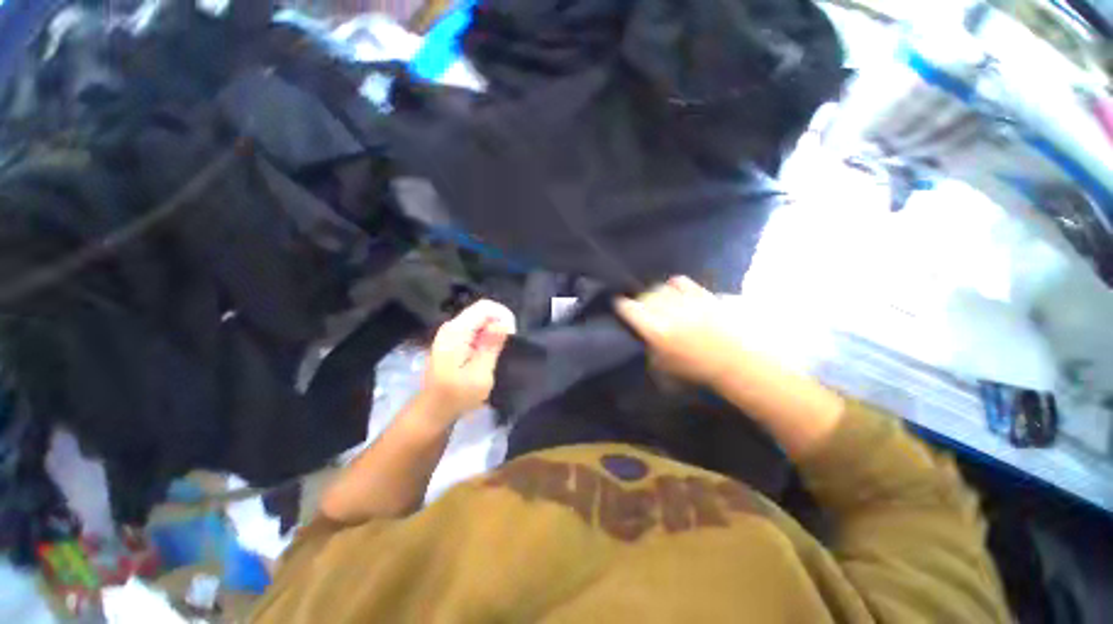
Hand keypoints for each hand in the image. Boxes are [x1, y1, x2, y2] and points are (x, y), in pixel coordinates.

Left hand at [418, 299, 516, 426]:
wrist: (434, 410)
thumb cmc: (457, 396)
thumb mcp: (480, 374)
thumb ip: (491, 345)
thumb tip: (503, 322)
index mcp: (457, 331)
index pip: (485, 307)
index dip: (503, 315)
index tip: (512, 335)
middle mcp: (452, 326)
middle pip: (483, 310)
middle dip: (500, 322)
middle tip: (508, 345)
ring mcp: (451, 332)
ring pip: (480, 318)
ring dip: (495, 330)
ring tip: (500, 350)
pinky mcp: (453, 340)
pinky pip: (475, 328)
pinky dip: (487, 335)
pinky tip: (490, 352)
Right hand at [615, 276, 740, 386]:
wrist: (742, 361)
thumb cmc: (701, 370)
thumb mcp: (666, 368)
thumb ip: (650, 350)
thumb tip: (644, 337)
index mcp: (656, 330)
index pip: (628, 308)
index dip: (622, 306)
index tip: (621, 307)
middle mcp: (668, 311)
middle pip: (645, 295)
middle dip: (641, 300)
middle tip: (643, 308)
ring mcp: (686, 299)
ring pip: (662, 286)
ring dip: (658, 293)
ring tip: (661, 301)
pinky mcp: (703, 293)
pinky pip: (682, 282)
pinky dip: (676, 286)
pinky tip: (679, 295)